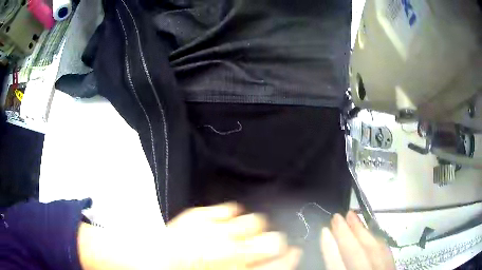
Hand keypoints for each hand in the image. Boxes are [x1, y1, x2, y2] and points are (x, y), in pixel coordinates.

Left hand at [166, 202, 300, 269]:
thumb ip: (257, 266)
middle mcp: (230, 251)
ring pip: (254, 221)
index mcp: (237, 268)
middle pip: (274, 240)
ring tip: (240, 233)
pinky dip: (230, 215)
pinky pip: (228, 209)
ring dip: (252, 228)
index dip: (291, 256)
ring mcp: (214, 230)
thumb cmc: (190, 268)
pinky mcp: (199, 215)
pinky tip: (223, 223)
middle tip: (266, 243)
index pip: (280, 262)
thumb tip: (283, 256)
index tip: (294, 251)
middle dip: (275, 242)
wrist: (154, 259)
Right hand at [320, 211, 395, 269]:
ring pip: (376, 248)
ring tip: (354, 216)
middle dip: (348, 233)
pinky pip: (387, 251)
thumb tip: (327, 244)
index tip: (323, 230)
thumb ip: (334, 266)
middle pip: (360, 252)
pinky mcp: (393, 267)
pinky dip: (377, 240)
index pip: (338, 265)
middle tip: (338, 216)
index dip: (330, 248)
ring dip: (364, 231)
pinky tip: (373, 233)